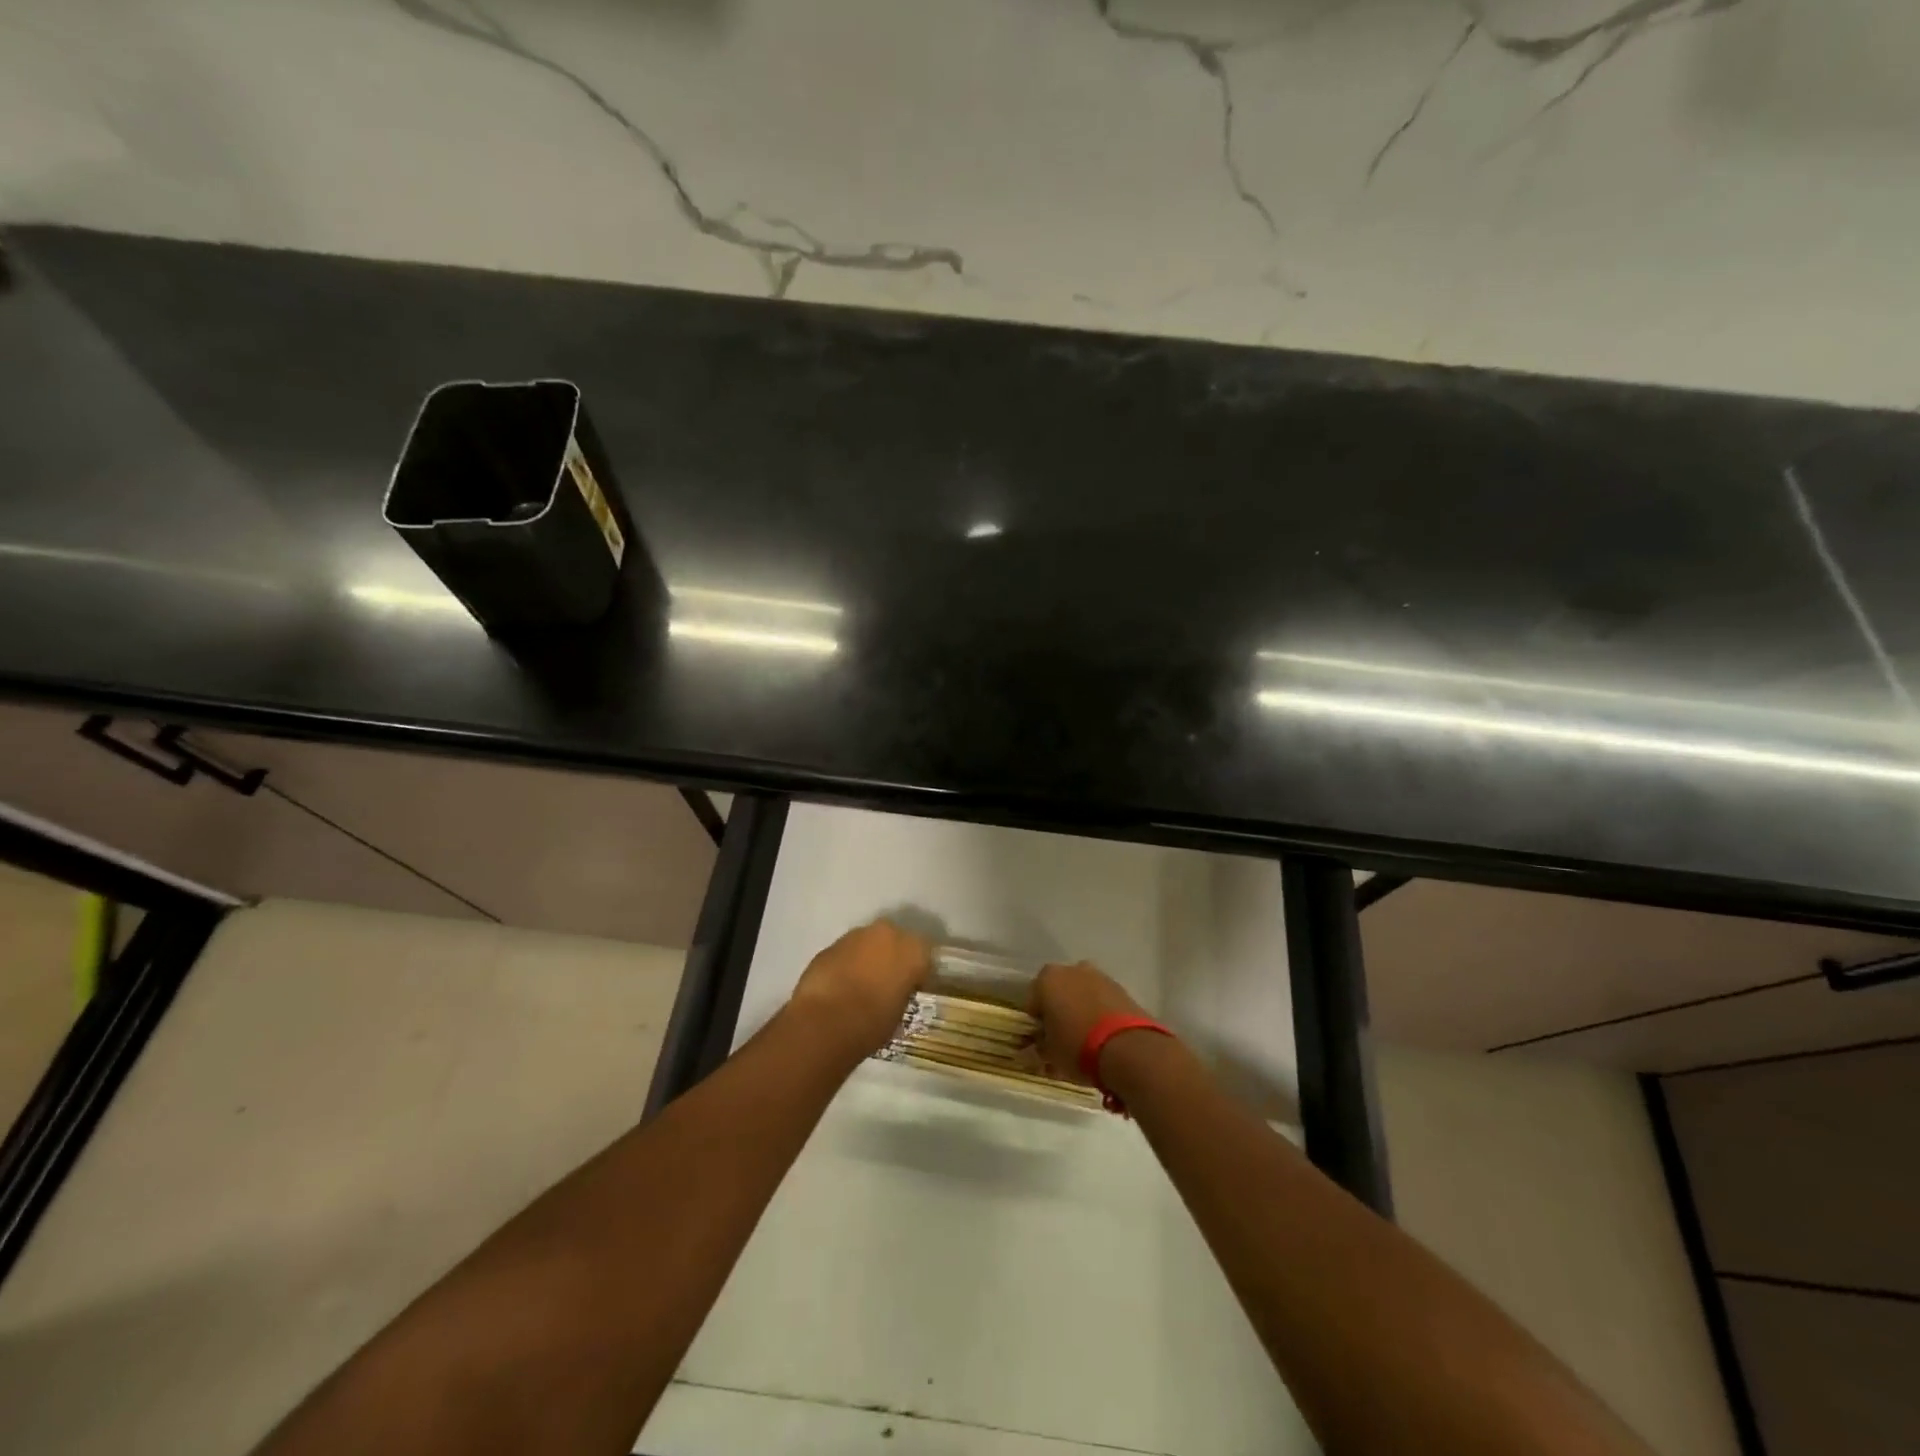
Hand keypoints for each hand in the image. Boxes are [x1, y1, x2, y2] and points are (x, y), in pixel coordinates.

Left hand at [788, 919, 931, 1059]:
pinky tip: (841, 986)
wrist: (826, 1021)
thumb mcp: (901, 1011)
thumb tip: (895, 991)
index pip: (925, 955)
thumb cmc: (873, 1022)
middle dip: (893, 958)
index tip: (913, 989)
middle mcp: (888, 933)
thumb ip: (902, 992)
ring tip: (861, 985)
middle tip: (888, 983)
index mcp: (914, 949)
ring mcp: (856, 935)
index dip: (919, 972)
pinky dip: (847, 964)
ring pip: (868, 943)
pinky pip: (846, 952)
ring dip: (868, 958)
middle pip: (895, 941)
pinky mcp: (830, 945)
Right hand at [1028, 961, 1148, 1083]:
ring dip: (1081, 1010)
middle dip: (1059, 1011)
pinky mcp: (1122, 988)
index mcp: (1047, 979)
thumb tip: (1036, 1046)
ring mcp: (1100, 976)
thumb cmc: (1077, 1046)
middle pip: (1059, 992)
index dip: (1035, 1023)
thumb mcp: (1050, 1053)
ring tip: (1086, 1040)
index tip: (1040, 1041)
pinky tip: (1104, 1037)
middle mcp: (1072, 969)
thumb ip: (1040, 1045)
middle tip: (1062, 1039)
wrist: (1127, 1048)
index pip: (1032, 1001)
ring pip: (1083, 994)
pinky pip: (1103, 1000)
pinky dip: (1101, 1013)